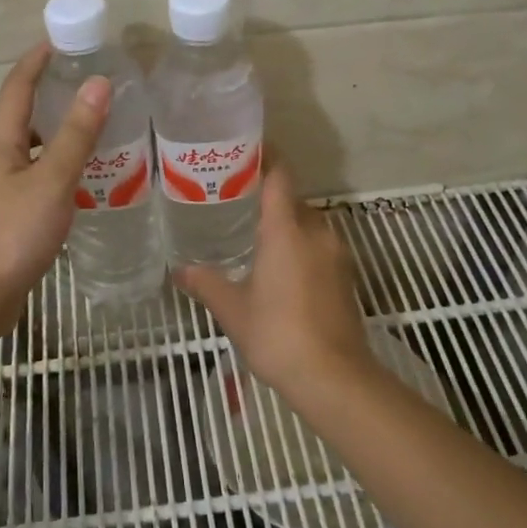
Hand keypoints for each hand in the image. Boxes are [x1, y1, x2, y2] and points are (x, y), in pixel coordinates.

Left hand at [0, 43, 110, 336]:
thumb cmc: (9, 234)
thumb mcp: (50, 181)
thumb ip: (75, 135)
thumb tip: (98, 83)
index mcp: (0, 141)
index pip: (17, 86)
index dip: (37, 60)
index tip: (65, 39)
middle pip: (25, 115)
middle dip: (54, 93)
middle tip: (96, 83)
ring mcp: (2, 190)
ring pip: (35, 149)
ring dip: (61, 133)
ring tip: (100, 126)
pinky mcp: (11, 217)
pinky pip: (41, 178)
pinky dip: (63, 168)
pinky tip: (88, 179)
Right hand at [175, 167, 374, 398]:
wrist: (334, 378)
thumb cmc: (278, 334)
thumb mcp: (233, 309)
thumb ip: (206, 283)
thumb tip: (180, 270)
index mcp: (287, 231)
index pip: (279, 177)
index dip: (265, 157)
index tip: (246, 149)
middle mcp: (317, 234)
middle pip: (294, 200)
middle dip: (269, 197)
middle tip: (237, 201)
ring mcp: (337, 256)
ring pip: (310, 225)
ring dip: (287, 225)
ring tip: (256, 236)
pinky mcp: (346, 278)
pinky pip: (320, 248)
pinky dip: (301, 247)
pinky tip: (281, 269)